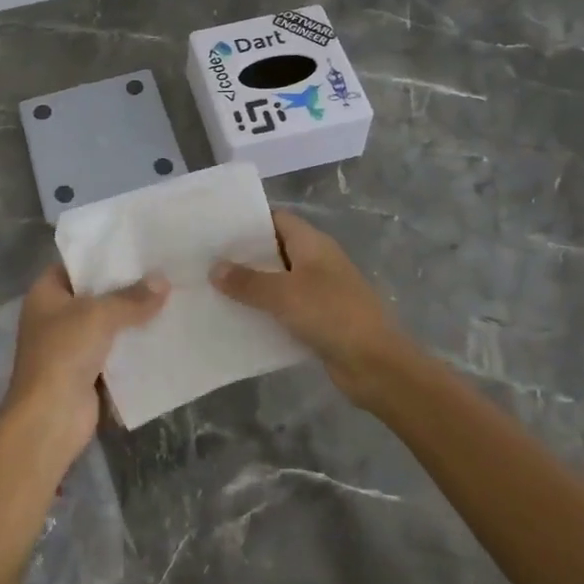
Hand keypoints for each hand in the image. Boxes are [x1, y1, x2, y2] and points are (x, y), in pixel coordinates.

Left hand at [1, 263, 168, 466]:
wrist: (50, 418)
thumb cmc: (64, 353)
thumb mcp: (99, 315)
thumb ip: (132, 298)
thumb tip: (163, 281)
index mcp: (45, 294)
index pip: (75, 264)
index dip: (102, 256)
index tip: (135, 248)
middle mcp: (54, 316)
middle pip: (94, 294)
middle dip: (124, 287)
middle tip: (161, 272)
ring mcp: (69, 346)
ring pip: (106, 324)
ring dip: (132, 318)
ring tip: (169, 298)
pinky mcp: (86, 372)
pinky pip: (114, 351)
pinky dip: (133, 346)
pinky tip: (162, 334)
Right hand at [212, 209, 415, 406]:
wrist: (377, 364)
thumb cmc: (331, 314)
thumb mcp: (283, 294)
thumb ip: (247, 281)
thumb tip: (214, 268)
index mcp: (313, 244)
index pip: (276, 219)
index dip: (248, 222)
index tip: (216, 229)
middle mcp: (317, 262)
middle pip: (275, 250)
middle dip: (244, 256)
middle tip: (206, 261)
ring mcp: (320, 291)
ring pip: (279, 281)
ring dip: (253, 286)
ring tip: (214, 289)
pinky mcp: (320, 320)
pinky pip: (286, 309)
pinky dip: (266, 312)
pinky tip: (239, 320)